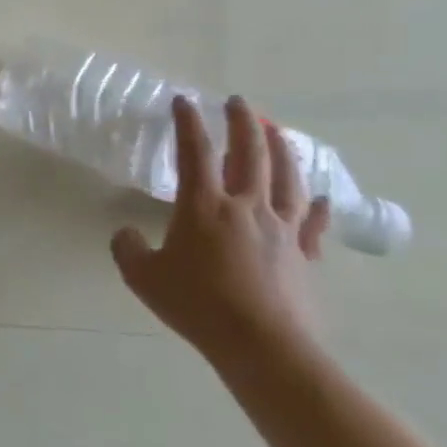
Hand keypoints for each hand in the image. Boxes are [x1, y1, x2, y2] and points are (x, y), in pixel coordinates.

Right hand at [110, 94, 330, 364]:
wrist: (263, 346)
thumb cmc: (198, 305)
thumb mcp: (142, 276)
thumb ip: (128, 248)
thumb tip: (127, 234)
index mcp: (203, 205)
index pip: (193, 151)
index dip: (187, 122)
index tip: (183, 100)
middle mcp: (246, 206)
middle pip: (249, 153)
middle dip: (242, 122)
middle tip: (238, 102)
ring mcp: (282, 230)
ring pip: (286, 178)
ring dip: (281, 150)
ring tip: (277, 131)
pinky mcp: (305, 256)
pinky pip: (313, 223)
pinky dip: (317, 206)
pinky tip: (319, 196)